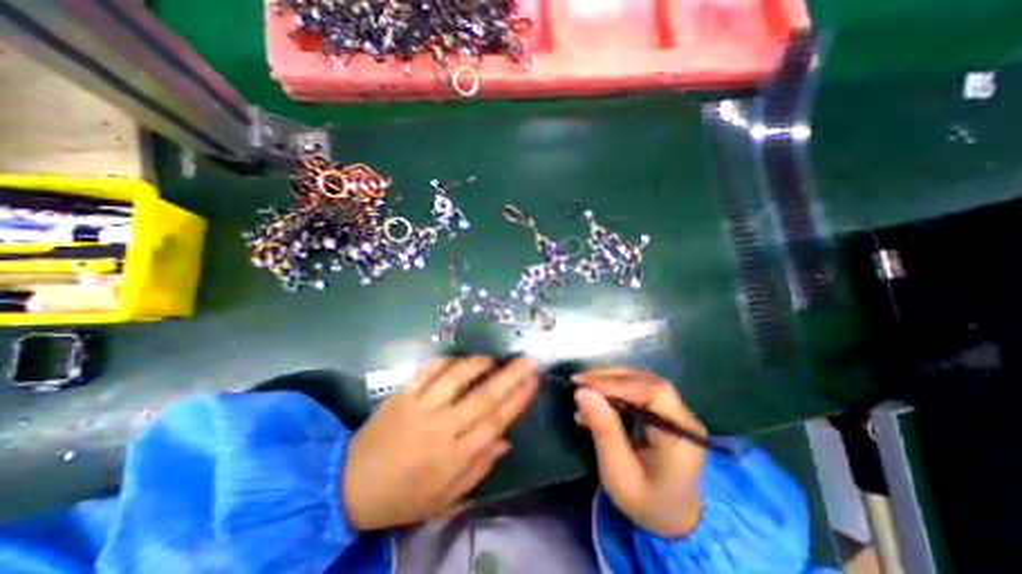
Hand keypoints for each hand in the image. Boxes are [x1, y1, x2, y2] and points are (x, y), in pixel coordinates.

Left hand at [344, 357, 537, 531]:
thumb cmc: (404, 495)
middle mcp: (441, 426)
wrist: (350, 485)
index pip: (496, 421)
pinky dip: (447, 360)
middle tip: (528, 359)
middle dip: (510, 375)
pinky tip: (459, 358)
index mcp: (454, 455)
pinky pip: (428, 369)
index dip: (518, 399)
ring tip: (495, 357)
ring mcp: (420, 406)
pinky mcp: (402, 393)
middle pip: (483, 395)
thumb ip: (478, 467)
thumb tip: (506, 440)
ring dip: (479, 363)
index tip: (534, 380)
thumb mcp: (446, 497)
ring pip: (456, 376)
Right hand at [572, 367, 707, 537]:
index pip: (652, 392)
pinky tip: (598, 397)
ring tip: (585, 387)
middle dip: (609, 377)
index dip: (616, 383)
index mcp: (681, 437)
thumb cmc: (645, 502)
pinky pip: (640, 388)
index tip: (582, 384)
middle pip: (647, 380)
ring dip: (611, 379)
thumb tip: (582, 392)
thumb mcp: (618, 473)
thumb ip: (603, 430)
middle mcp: (684, 417)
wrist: (673, 518)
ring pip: (642, 380)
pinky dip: (616, 387)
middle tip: (579, 381)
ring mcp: (677, 411)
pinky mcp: (666, 409)